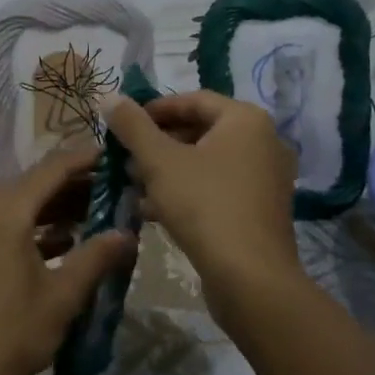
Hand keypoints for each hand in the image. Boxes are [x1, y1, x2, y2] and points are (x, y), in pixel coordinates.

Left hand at [0, 144, 137, 374]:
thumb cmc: (10, 334)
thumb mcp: (62, 296)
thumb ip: (97, 257)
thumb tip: (128, 232)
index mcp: (6, 211)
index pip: (53, 168)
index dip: (87, 159)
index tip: (118, 155)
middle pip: (37, 182)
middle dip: (77, 182)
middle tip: (117, 185)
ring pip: (24, 202)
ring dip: (59, 205)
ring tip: (100, 210)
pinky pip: (10, 221)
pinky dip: (39, 225)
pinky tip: (69, 239)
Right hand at [101, 91, 302, 330]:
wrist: (250, 279)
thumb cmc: (204, 206)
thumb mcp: (159, 161)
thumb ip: (132, 126)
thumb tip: (108, 95)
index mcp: (245, 120)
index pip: (193, 100)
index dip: (154, 110)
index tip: (123, 125)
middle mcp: (263, 141)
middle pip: (200, 130)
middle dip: (158, 144)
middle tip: (125, 158)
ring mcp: (265, 177)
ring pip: (207, 162)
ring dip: (168, 170)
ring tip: (133, 184)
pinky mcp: (260, 209)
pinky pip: (218, 187)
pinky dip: (187, 191)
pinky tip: (152, 210)